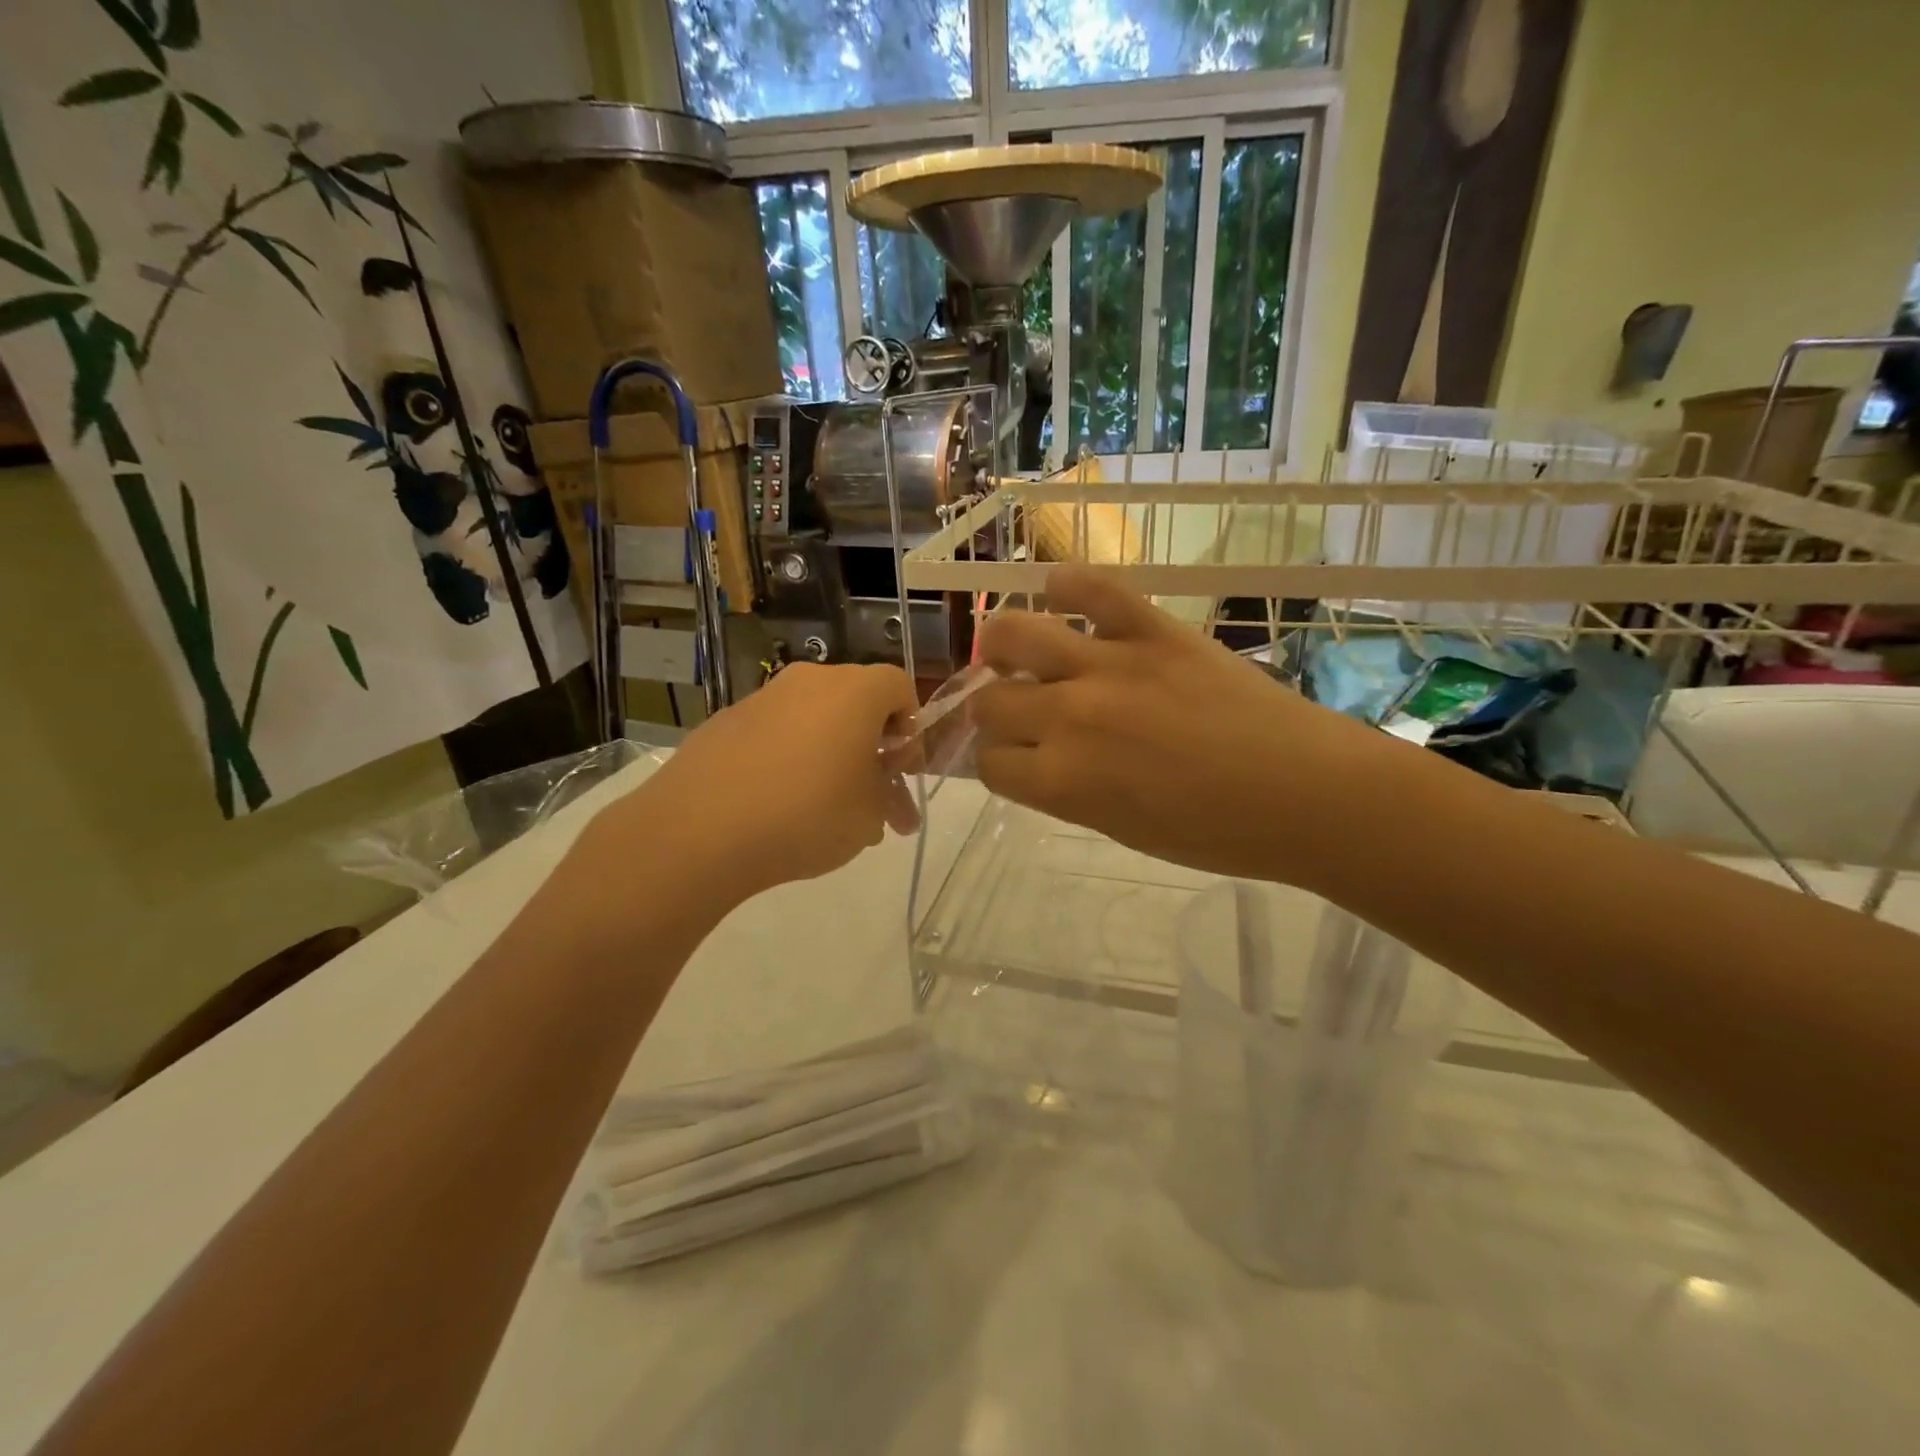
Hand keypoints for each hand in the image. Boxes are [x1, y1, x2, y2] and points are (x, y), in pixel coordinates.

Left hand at [576, 663, 921, 908]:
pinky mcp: (725, 723)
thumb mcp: (870, 816)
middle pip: (856, 703)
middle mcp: (809, 681)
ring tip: (828, 814)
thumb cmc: (807, 814)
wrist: (700, 830)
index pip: (900, 686)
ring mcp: (762, 699)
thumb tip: (879, 791)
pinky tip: (779, 806)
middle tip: (874, 800)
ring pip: (813, 720)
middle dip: (872, 749)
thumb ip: (887, 796)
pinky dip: (788, 760)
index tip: (903, 770)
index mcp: (854, 691)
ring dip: (831, 757)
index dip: (911, 728)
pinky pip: (775, 734)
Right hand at [972, 566, 1390, 884]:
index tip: (1015, 758)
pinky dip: (1069, 584)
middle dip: (994, 711)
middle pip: (990, 702)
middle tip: (1019, 709)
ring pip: (1016, 634)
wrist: (1304, 793)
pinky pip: (1094, 588)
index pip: (988, 763)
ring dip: (1002, 644)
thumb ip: (1064, 791)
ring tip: (1016, 650)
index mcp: (1062, 781)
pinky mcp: (1153, 629)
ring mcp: (1109, 665)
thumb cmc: (1215, 832)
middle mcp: (1069, 718)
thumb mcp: (1121, 829)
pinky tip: (1059, 591)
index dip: (995, 762)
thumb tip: (1032, 760)